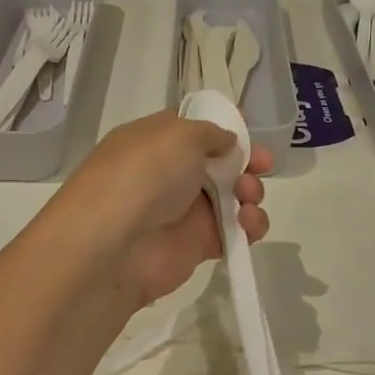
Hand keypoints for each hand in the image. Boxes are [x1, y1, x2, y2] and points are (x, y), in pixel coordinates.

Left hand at [53, 110, 269, 305]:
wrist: (112, 247)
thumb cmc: (143, 175)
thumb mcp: (178, 135)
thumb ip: (211, 133)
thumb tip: (227, 142)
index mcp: (157, 140)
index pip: (195, 127)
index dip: (224, 127)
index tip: (249, 130)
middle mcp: (170, 173)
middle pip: (221, 162)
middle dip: (247, 160)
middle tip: (262, 165)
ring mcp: (184, 210)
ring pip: (232, 196)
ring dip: (251, 192)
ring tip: (247, 197)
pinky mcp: (198, 244)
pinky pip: (235, 232)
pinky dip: (250, 226)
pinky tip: (249, 224)